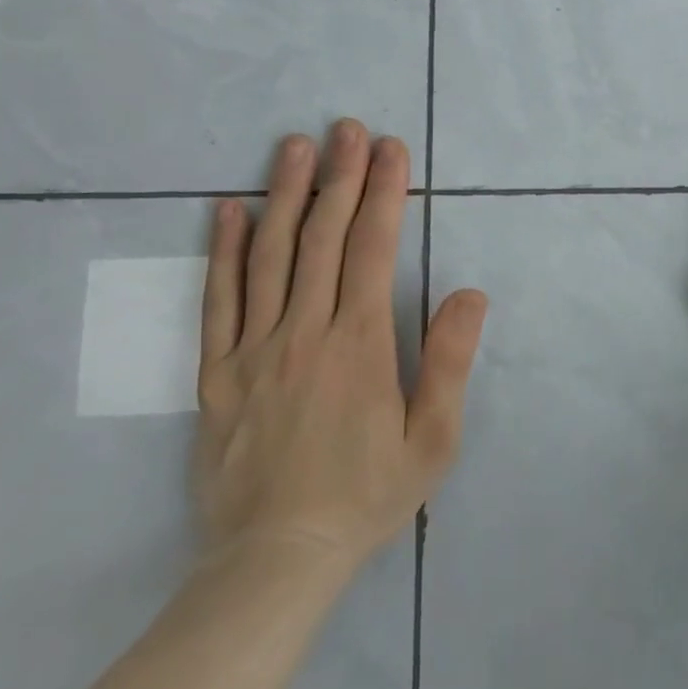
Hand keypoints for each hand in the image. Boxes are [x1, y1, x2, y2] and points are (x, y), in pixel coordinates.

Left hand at [194, 121, 487, 575]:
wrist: (274, 560)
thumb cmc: (366, 495)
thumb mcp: (432, 440)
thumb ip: (449, 361)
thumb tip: (469, 293)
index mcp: (358, 343)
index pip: (372, 249)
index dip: (384, 193)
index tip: (391, 149)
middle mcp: (304, 331)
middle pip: (322, 238)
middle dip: (340, 177)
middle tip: (347, 128)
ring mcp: (254, 349)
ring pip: (270, 256)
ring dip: (285, 195)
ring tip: (295, 147)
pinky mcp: (218, 373)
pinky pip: (219, 301)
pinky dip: (224, 251)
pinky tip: (229, 210)